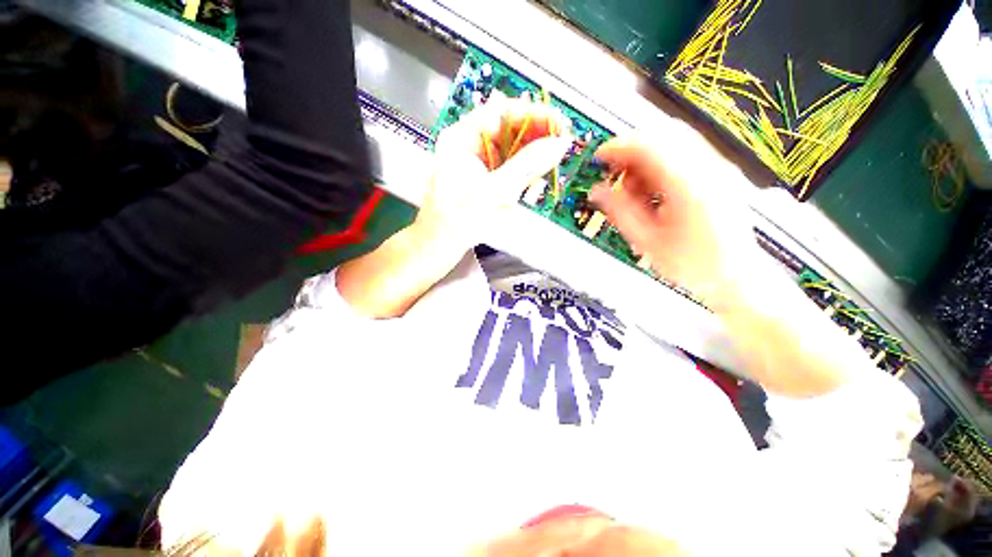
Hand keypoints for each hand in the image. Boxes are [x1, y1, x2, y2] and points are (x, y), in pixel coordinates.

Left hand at [413, 94, 572, 253]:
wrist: (438, 247)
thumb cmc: (457, 220)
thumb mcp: (494, 191)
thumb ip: (527, 166)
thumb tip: (557, 144)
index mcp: (462, 138)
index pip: (502, 112)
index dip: (533, 115)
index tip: (559, 123)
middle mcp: (468, 147)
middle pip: (508, 134)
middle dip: (533, 146)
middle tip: (556, 154)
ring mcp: (475, 165)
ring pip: (510, 156)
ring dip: (527, 169)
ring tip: (534, 186)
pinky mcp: (481, 182)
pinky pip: (506, 174)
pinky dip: (518, 182)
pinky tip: (525, 193)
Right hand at [588, 122, 757, 310]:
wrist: (737, 276)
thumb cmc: (694, 265)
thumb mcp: (648, 242)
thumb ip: (621, 212)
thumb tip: (598, 192)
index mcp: (690, 186)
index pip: (649, 146)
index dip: (619, 147)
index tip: (599, 157)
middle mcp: (709, 168)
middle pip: (664, 135)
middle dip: (632, 149)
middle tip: (614, 172)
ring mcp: (718, 168)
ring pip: (674, 142)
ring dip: (646, 158)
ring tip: (632, 188)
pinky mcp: (720, 174)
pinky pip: (685, 154)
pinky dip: (661, 165)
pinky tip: (651, 189)